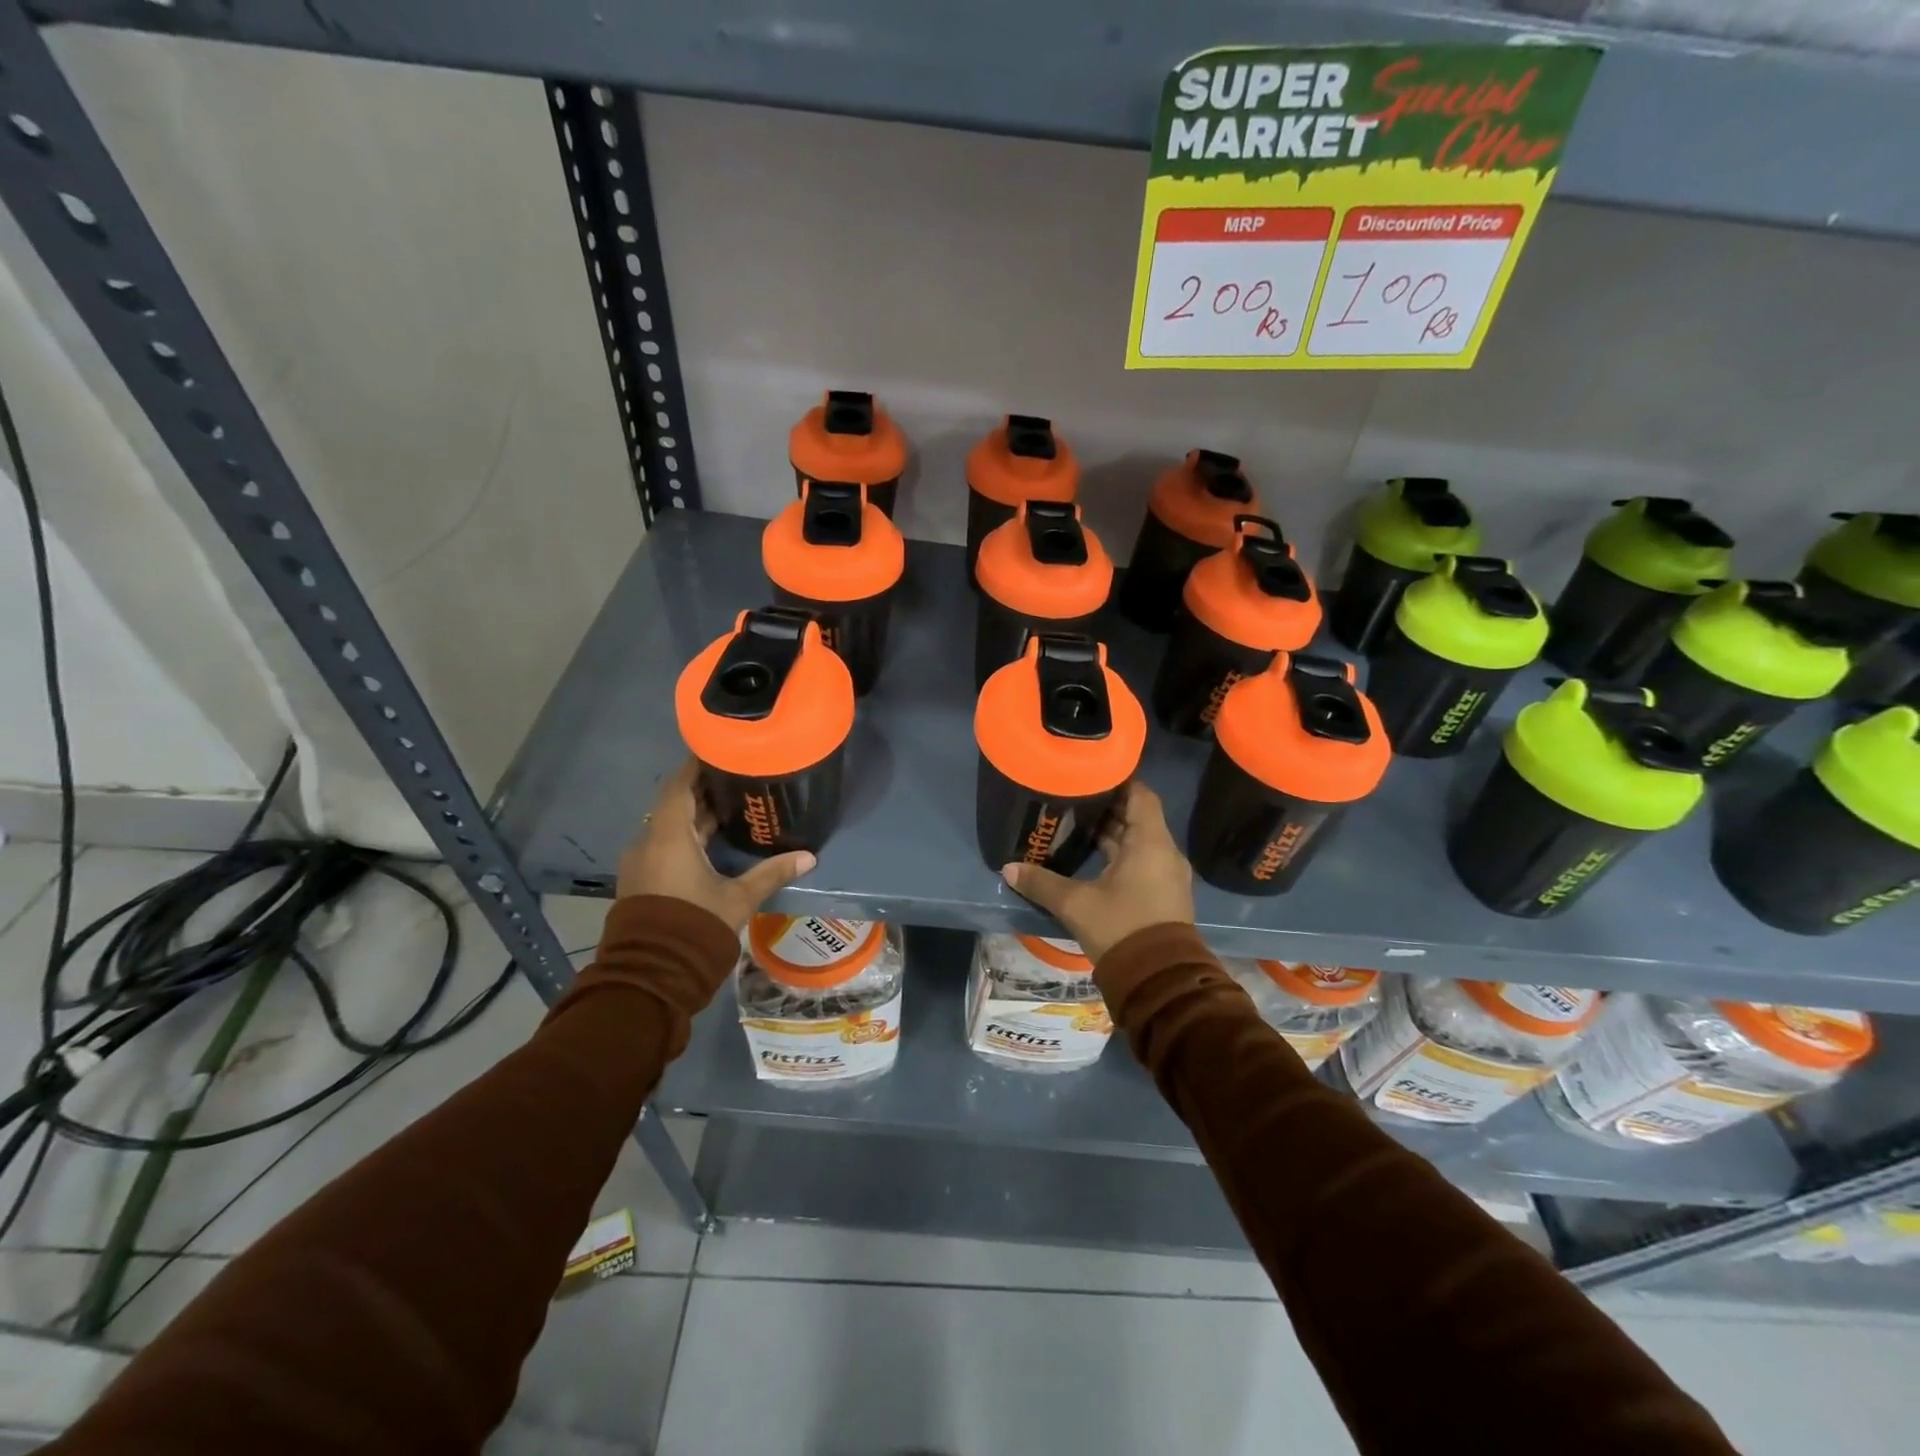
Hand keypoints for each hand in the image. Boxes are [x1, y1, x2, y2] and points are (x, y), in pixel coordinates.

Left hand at [617, 759, 815, 930]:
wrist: (652, 974)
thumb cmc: (696, 925)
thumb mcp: (739, 899)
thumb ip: (771, 873)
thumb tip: (809, 857)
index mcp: (669, 837)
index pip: (679, 786)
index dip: (696, 766)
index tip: (720, 750)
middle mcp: (649, 842)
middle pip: (675, 804)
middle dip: (703, 790)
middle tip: (737, 777)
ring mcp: (642, 862)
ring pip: (669, 826)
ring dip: (696, 815)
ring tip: (731, 806)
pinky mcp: (642, 879)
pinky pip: (664, 844)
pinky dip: (686, 836)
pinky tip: (713, 841)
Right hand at [1000, 781, 1194, 961]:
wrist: (1159, 980)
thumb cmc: (1121, 928)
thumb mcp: (1076, 904)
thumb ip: (1042, 883)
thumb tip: (1008, 869)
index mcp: (1151, 842)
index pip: (1140, 794)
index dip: (1117, 781)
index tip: (1089, 775)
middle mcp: (1164, 852)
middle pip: (1137, 817)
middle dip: (1107, 807)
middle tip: (1073, 798)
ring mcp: (1167, 875)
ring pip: (1139, 841)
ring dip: (1112, 833)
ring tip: (1077, 824)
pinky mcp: (1163, 894)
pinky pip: (1143, 861)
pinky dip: (1120, 854)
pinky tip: (1093, 859)